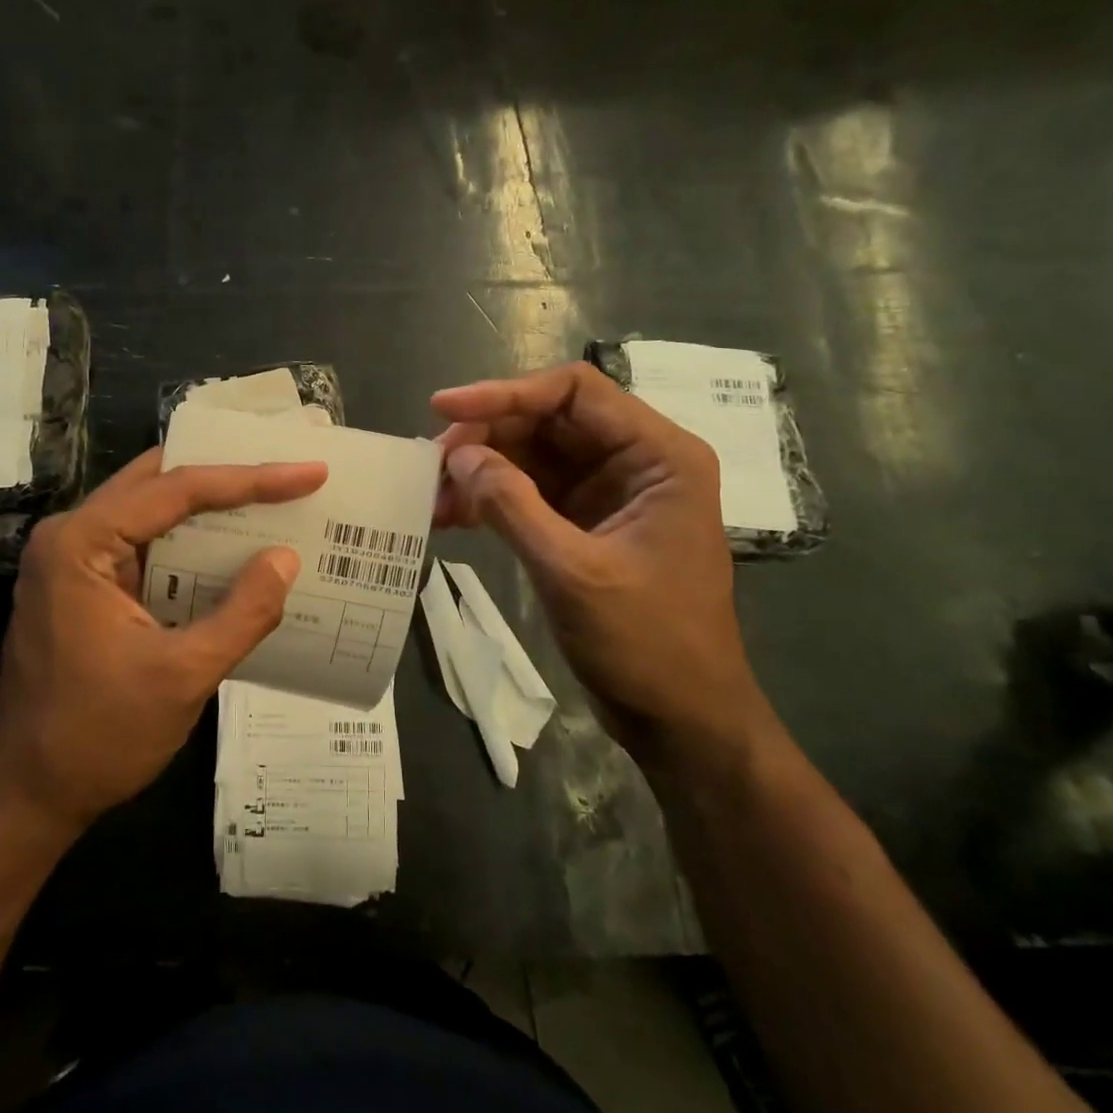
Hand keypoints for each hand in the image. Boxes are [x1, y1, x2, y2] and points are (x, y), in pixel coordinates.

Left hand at [0, 448, 326, 836]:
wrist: (30, 796)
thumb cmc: (99, 737)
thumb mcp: (184, 676)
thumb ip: (243, 613)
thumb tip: (286, 558)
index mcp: (80, 544)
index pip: (176, 490)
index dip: (248, 478)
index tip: (307, 472)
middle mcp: (70, 537)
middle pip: (158, 483)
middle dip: (226, 475)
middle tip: (287, 468)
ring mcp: (74, 561)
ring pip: (151, 509)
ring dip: (209, 505)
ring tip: (271, 496)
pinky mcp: (85, 587)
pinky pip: (145, 545)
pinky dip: (190, 542)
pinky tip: (233, 546)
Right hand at [432, 362, 776, 764]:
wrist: (681, 721)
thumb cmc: (647, 644)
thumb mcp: (572, 571)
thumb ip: (511, 505)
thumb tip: (457, 456)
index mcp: (658, 456)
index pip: (574, 392)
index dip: (504, 393)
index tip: (443, 411)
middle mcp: (635, 462)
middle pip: (547, 421)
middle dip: (485, 439)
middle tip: (430, 466)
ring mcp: (609, 494)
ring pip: (532, 457)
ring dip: (480, 471)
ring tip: (432, 498)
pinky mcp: (586, 524)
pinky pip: (530, 493)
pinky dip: (491, 500)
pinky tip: (452, 517)